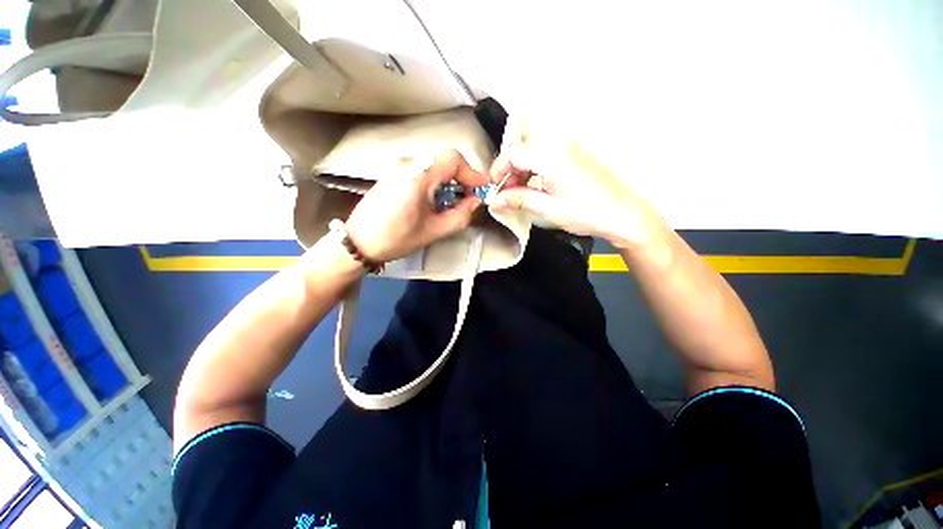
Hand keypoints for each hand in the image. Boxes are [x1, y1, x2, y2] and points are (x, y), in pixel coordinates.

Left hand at [345, 150, 488, 262]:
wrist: (359, 242)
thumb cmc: (397, 238)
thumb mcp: (434, 231)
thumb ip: (460, 215)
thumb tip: (475, 201)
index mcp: (418, 175)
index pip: (453, 159)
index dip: (472, 173)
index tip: (482, 189)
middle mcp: (408, 164)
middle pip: (444, 160)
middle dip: (462, 176)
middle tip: (470, 196)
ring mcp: (398, 167)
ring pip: (434, 164)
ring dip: (449, 179)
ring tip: (454, 200)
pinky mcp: (393, 174)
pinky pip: (422, 170)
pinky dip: (436, 180)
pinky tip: (436, 199)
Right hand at [490, 139, 663, 248]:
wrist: (624, 214)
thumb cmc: (587, 212)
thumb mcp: (549, 209)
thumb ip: (519, 200)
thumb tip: (495, 200)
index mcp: (552, 156)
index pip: (514, 153)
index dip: (498, 170)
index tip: (494, 188)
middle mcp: (560, 145)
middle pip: (522, 150)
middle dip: (509, 171)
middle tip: (507, 194)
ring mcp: (569, 148)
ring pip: (533, 152)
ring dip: (521, 171)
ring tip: (520, 194)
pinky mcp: (575, 155)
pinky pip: (546, 156)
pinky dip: (534, 170)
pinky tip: (535, 187)